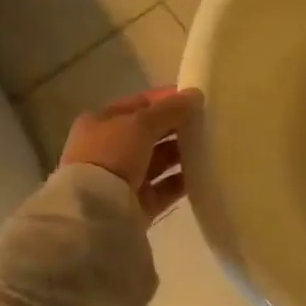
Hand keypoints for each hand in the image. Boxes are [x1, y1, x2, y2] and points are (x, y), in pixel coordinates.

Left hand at [60, 87, 202, 219]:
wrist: (95, 211)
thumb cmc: (112, 154)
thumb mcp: (141, 123)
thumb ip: (170, 109)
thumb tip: (196, 95)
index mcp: (102, 122)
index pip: (140, 103)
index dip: (168, 99)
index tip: (197, 100)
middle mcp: (110, 148)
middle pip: (151, 132)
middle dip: (177, 127)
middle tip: (208, 124)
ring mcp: (123, 177)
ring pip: (159, 160)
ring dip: (182, 153)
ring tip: (210, 148)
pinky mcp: (137, 203)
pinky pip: (165, 187)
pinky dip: (182, 180)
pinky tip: (203, 173)